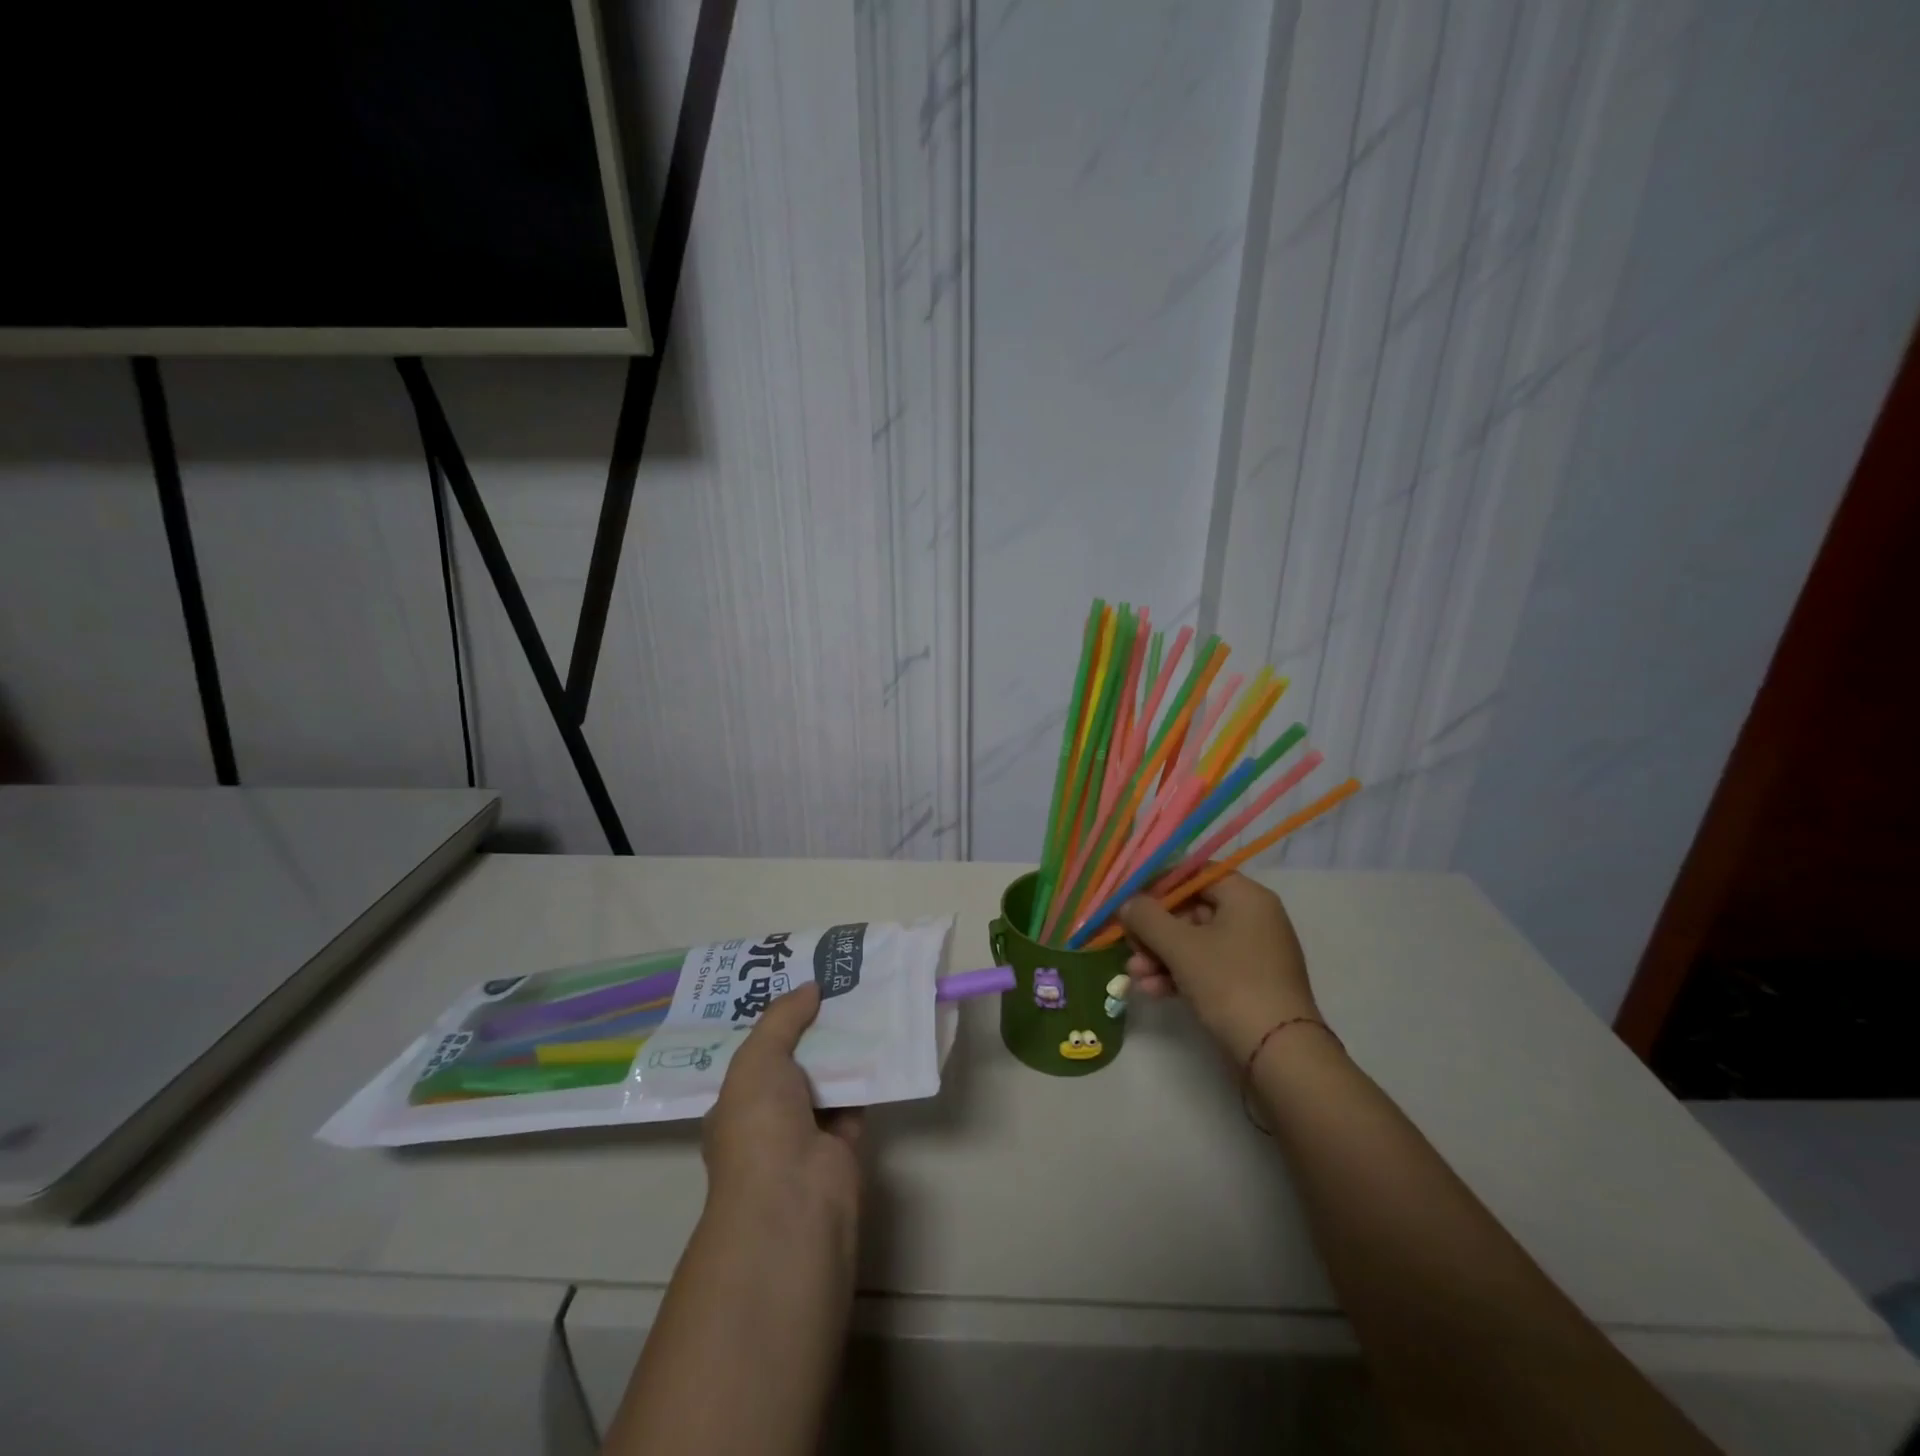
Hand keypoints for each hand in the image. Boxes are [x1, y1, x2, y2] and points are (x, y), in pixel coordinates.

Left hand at [702, 982, 862, 1235]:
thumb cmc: (759, 1124)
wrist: (793, 1196)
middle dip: (812, 1029)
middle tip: (837, 985)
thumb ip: (783, 1018)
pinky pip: (855, 1099)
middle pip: (793, 1063)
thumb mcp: (757, 1058)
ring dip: (842, 1048)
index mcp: (734, 1103)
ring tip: (863, 999)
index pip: (753, 1056)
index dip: (774, 1021)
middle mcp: (767, 1118)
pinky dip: (868, 1075)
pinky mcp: (842, 1145)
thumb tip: (811, 986)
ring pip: (826, 1080)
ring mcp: (804, 1134)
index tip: (797, 987)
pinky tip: (882, 1038)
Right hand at [1118, 873, 1320, 1064]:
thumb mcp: (1180, 946)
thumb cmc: (1230, 983)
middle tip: (1128, 944)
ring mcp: (1253, 953)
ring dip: (1161, 955)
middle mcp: (1253, 918)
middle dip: (1155, 930)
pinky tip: (1152, 990)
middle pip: (1192, 909)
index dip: (1159, 884)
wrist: (1279, 1053)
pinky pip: (1207, 967)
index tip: (1130, 901)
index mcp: (1246, 897)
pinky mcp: (1249, 984)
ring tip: (1134, 974)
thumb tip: (1128, 903)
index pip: (1196, 873)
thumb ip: (1147, 917)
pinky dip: (1179, 974)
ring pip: (1195, 942)